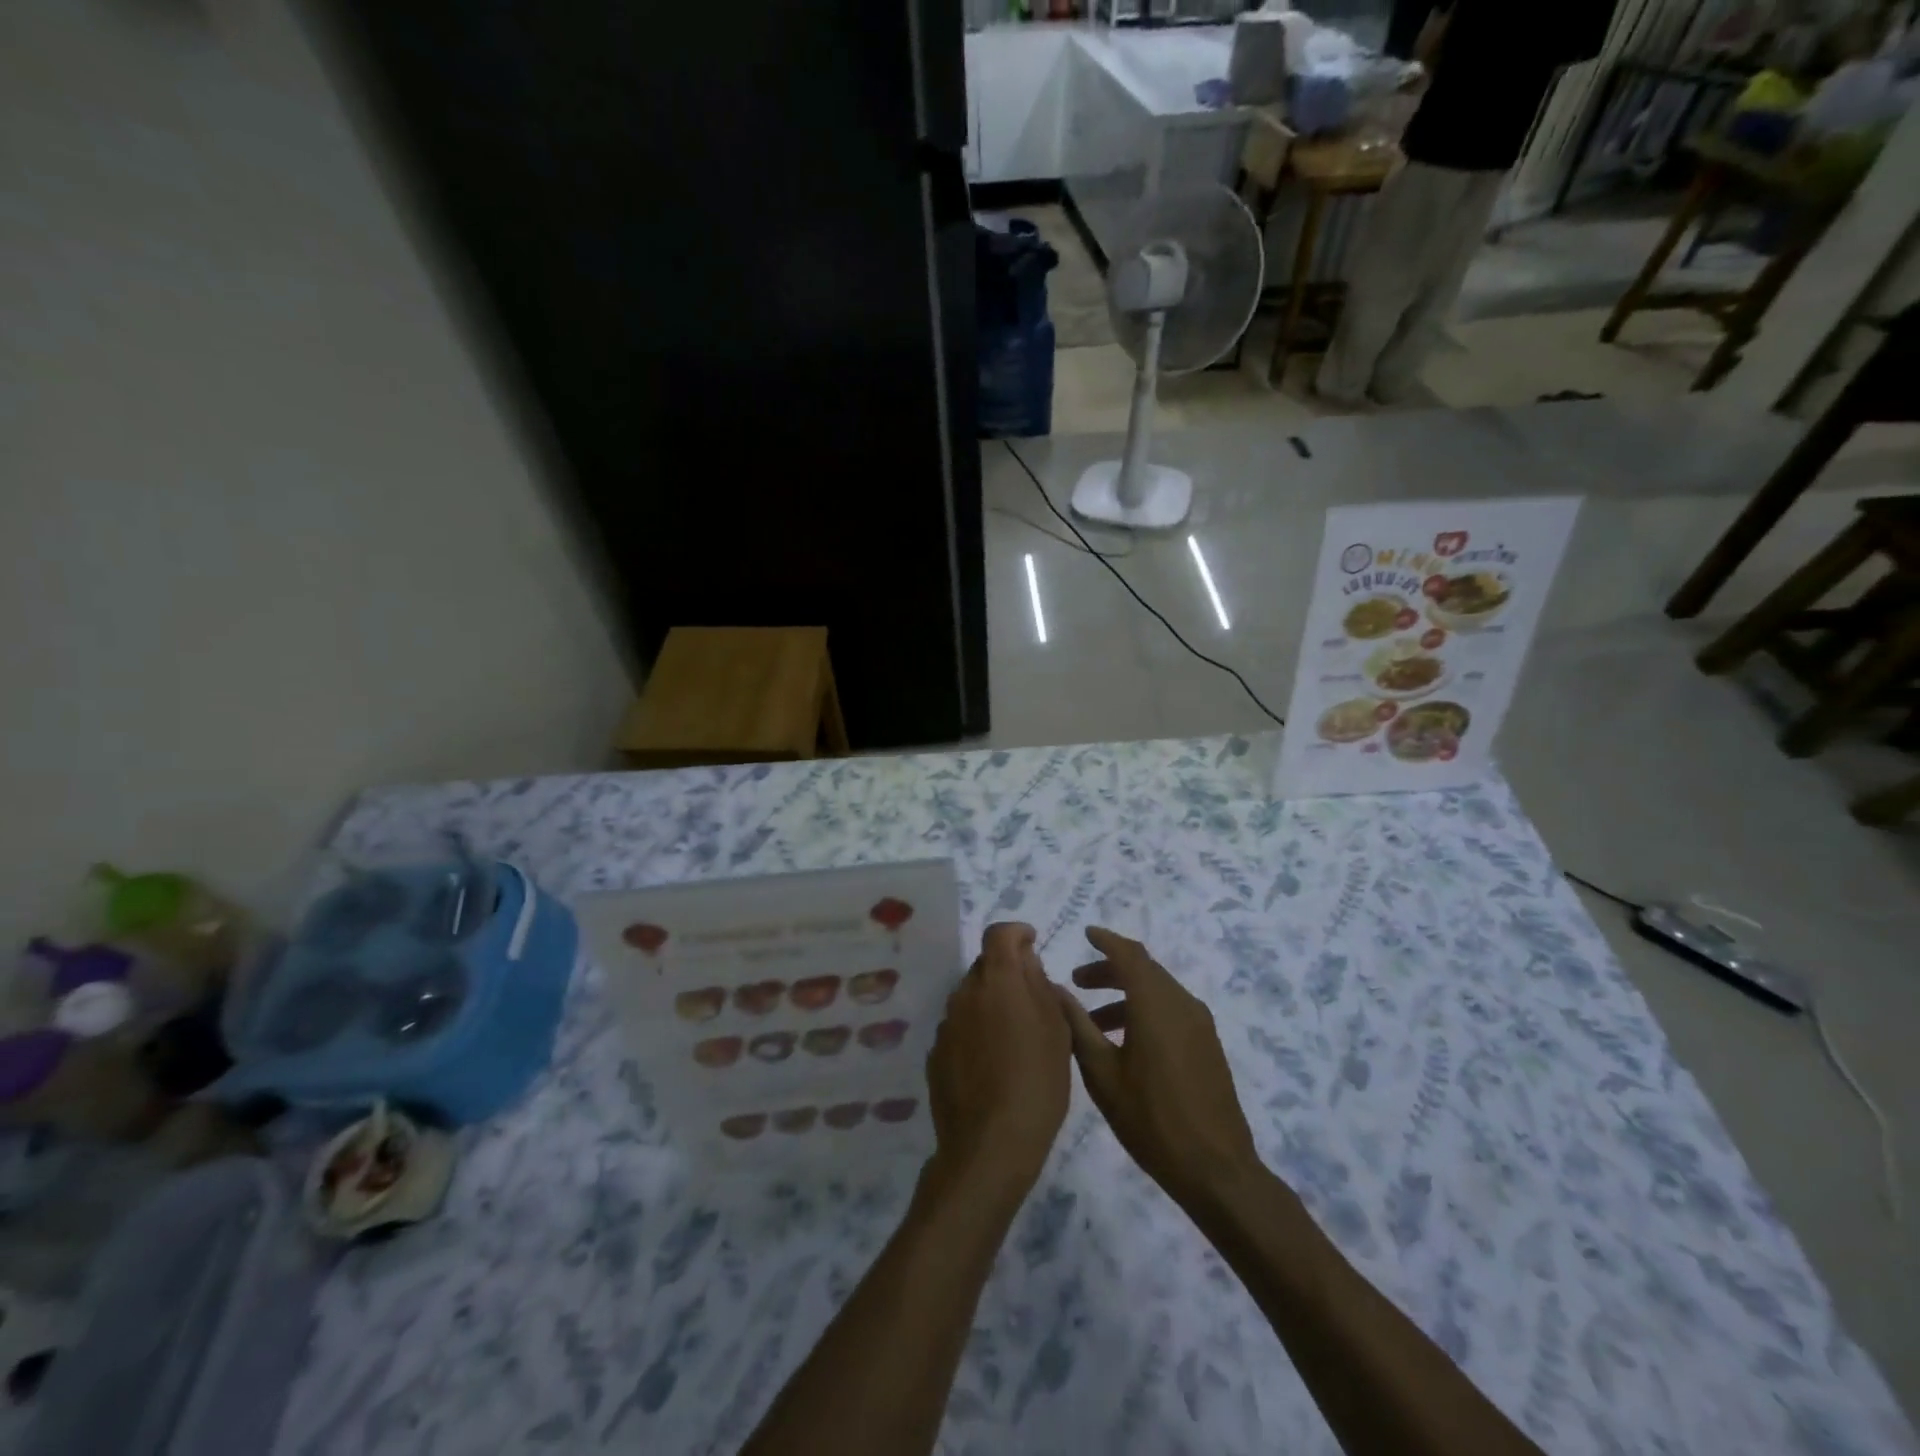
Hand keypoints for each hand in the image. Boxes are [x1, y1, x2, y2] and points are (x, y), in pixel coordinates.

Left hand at [924, 922, 1071, 1202]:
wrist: (990, 1145)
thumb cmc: (1037, 1082)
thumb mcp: (1056, 1029)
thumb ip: (1039, 985)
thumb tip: (1026, 960)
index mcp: (997, 980)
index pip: (998, 933)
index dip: (1016, 933)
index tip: (1032, 943)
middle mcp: (965, 993)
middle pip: (985, 966)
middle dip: (1007, 972)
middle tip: (1032, 1000)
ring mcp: (946, 1023)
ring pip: (971, 998)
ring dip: (991, 1004)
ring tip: (1014, 1038)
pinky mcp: (936, 1053)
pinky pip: (960, 1028)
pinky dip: (976, 1032)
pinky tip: (992, 1063)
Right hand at [1055, 927, 1260, 1212]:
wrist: (1216, 1169)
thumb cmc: (1151, 1119)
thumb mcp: (1102, 1074)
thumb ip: (1077, 1026)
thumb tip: (1055, 990)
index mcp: (1156, 1003)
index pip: (1129, 954)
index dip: (1105, 940)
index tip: (1085, 933)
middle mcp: (1182, 1003)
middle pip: (1144, 969)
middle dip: (1110, 969)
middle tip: (1078, 983)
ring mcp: (1200, 1024)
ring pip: (1158, 990)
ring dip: (1126, 993)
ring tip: (1094, 1020)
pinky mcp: (1207, 1044)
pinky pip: (1171, 1010)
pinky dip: (1145, 1010)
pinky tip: (1125, 1041)